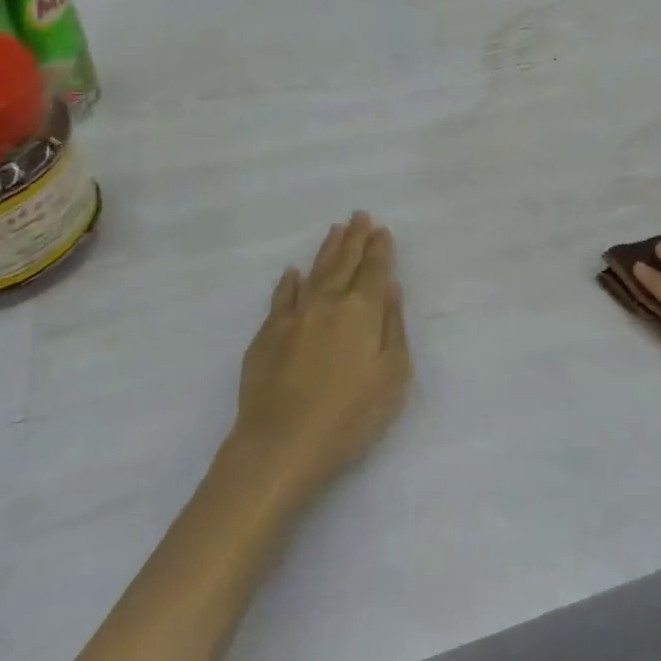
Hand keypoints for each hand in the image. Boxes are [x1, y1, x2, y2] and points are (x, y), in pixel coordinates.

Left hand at [231, 212, 410, 501]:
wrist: (281, 444)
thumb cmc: (349, 416)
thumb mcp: (391, 376)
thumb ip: (393, 328)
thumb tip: (389, 289)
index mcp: (361, 311)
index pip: (374, 270)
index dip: (379, 249)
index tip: (381, 229)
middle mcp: (328, 303)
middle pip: (344, 262)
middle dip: (354, 238)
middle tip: (359, 216)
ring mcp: (294, 316)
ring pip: (314, 273)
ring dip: (327, 250)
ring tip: (335, 231)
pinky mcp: (267, 335)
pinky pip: (281, 297)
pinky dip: (289, 282)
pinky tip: (292, 273)